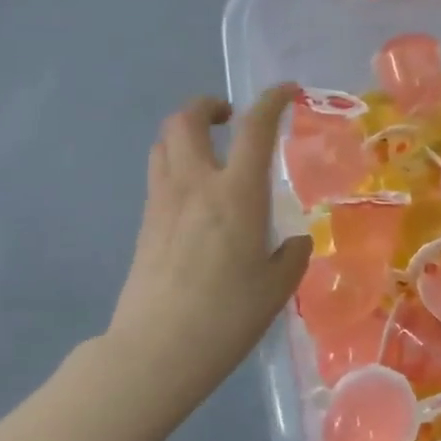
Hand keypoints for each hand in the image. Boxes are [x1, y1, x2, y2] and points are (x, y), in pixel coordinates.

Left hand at [106, 86, 311, 413]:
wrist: (157, 350)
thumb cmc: (228, 316)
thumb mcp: (277, 287)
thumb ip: (292, 254)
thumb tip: (294, 241)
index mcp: (237, 194)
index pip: (253, 128)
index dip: (271, 100)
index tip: (286, 91)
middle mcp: (195, 185)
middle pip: (186, 119)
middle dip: (208, 105)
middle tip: (230, 118)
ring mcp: (163, 202)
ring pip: (164, 142)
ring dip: (186, 133)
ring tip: (209, 151)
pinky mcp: (145, 223)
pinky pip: (158, 174)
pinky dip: (176, 164)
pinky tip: (196, 196)